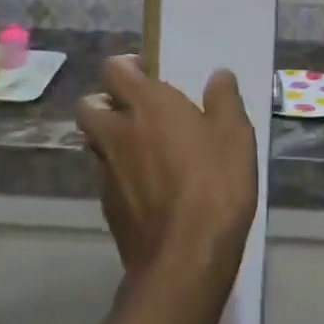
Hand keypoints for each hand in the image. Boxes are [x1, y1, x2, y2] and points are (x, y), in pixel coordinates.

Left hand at [76, 56, 257, 279]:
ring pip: (95, 144)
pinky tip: (150, 189)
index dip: (127, 66)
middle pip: (89, 106)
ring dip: (111, 140)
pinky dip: (121, 175)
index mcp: (146, 105)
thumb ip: (224, 99)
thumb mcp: (235, 134)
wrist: (186, 256)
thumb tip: (219, 75)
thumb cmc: (214, 183)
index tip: (149, 73)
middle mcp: (117, 133)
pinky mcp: (109, 208)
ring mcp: (107, 173)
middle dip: (105, 102)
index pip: (113, 69)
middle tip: (137, 111)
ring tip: (145, 150)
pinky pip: (108, 178)